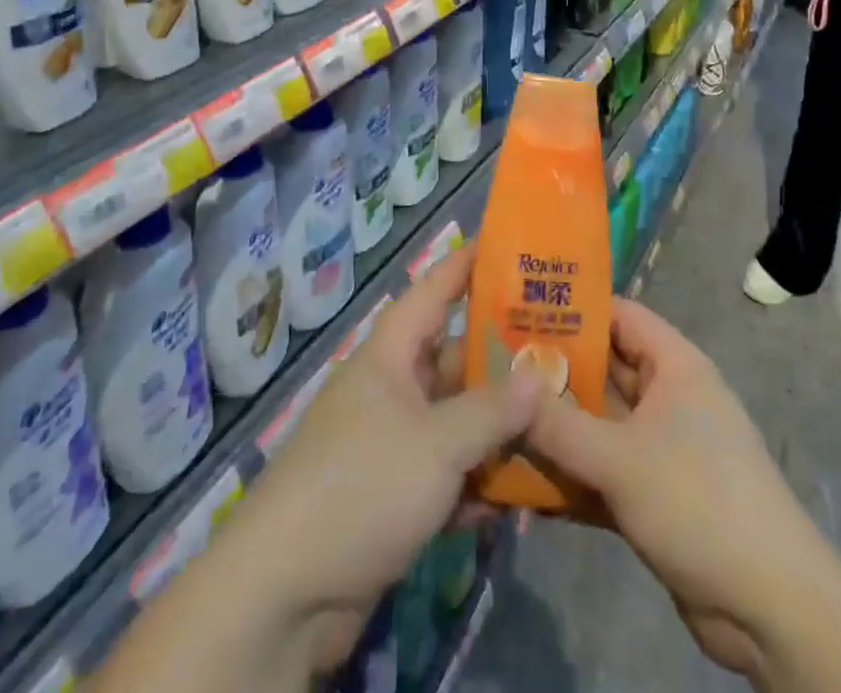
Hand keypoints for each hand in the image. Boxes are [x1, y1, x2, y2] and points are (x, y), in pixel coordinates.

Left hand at [213, 245, 543, 671]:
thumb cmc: (361, 487)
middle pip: (452, 360)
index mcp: (388, 357)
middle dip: (501, 357)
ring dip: (497, 424)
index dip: (464, 266)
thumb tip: (541, 375)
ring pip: (454, 419)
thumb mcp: (436, 443)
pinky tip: (522, 489)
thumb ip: (492, 409)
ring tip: (556, 415)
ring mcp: (389, 445)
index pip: (430, 293)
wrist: (283, 594)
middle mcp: (389, 391)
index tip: (504, 245)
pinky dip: (479, 477)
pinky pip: (447, 472)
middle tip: (557, 347)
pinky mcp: (392, 497)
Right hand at [522, 299, 826, 680]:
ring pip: (599, 423)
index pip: (619, 315)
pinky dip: (572, 474)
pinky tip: (522, 482)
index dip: (573, 308)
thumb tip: (506, 390)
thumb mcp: (620, 459)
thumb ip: (559, 425)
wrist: (770, 608)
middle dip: (554, 371)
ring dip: (557, 427)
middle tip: (495, 368)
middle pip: (604, 369)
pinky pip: (604, 470)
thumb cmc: (698, 502)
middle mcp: (669, 397)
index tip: (519, 310)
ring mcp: (662, 447)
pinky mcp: (655, 494)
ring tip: (498, 419)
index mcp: (674, 366)